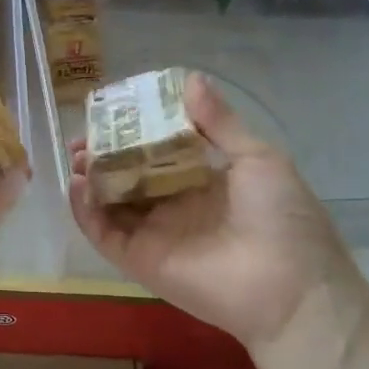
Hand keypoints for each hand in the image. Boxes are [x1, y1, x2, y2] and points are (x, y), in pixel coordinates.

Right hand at [68, 73, 368, 353]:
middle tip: (84, 135)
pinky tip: (77, 184)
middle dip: (103, 153)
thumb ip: (218, 123)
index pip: (156, 150)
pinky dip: (84, 210)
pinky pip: (103, 233)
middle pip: (126, 175)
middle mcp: (173, 204)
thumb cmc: (282, 218)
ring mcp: (153, 233)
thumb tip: (190, 78)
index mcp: (201, 180)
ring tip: (76, 155)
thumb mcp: (257, 159)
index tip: (113, 111)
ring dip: (90, 178)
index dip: (133, 131)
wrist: (291, 290)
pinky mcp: (138, 259)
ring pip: (109, 202)